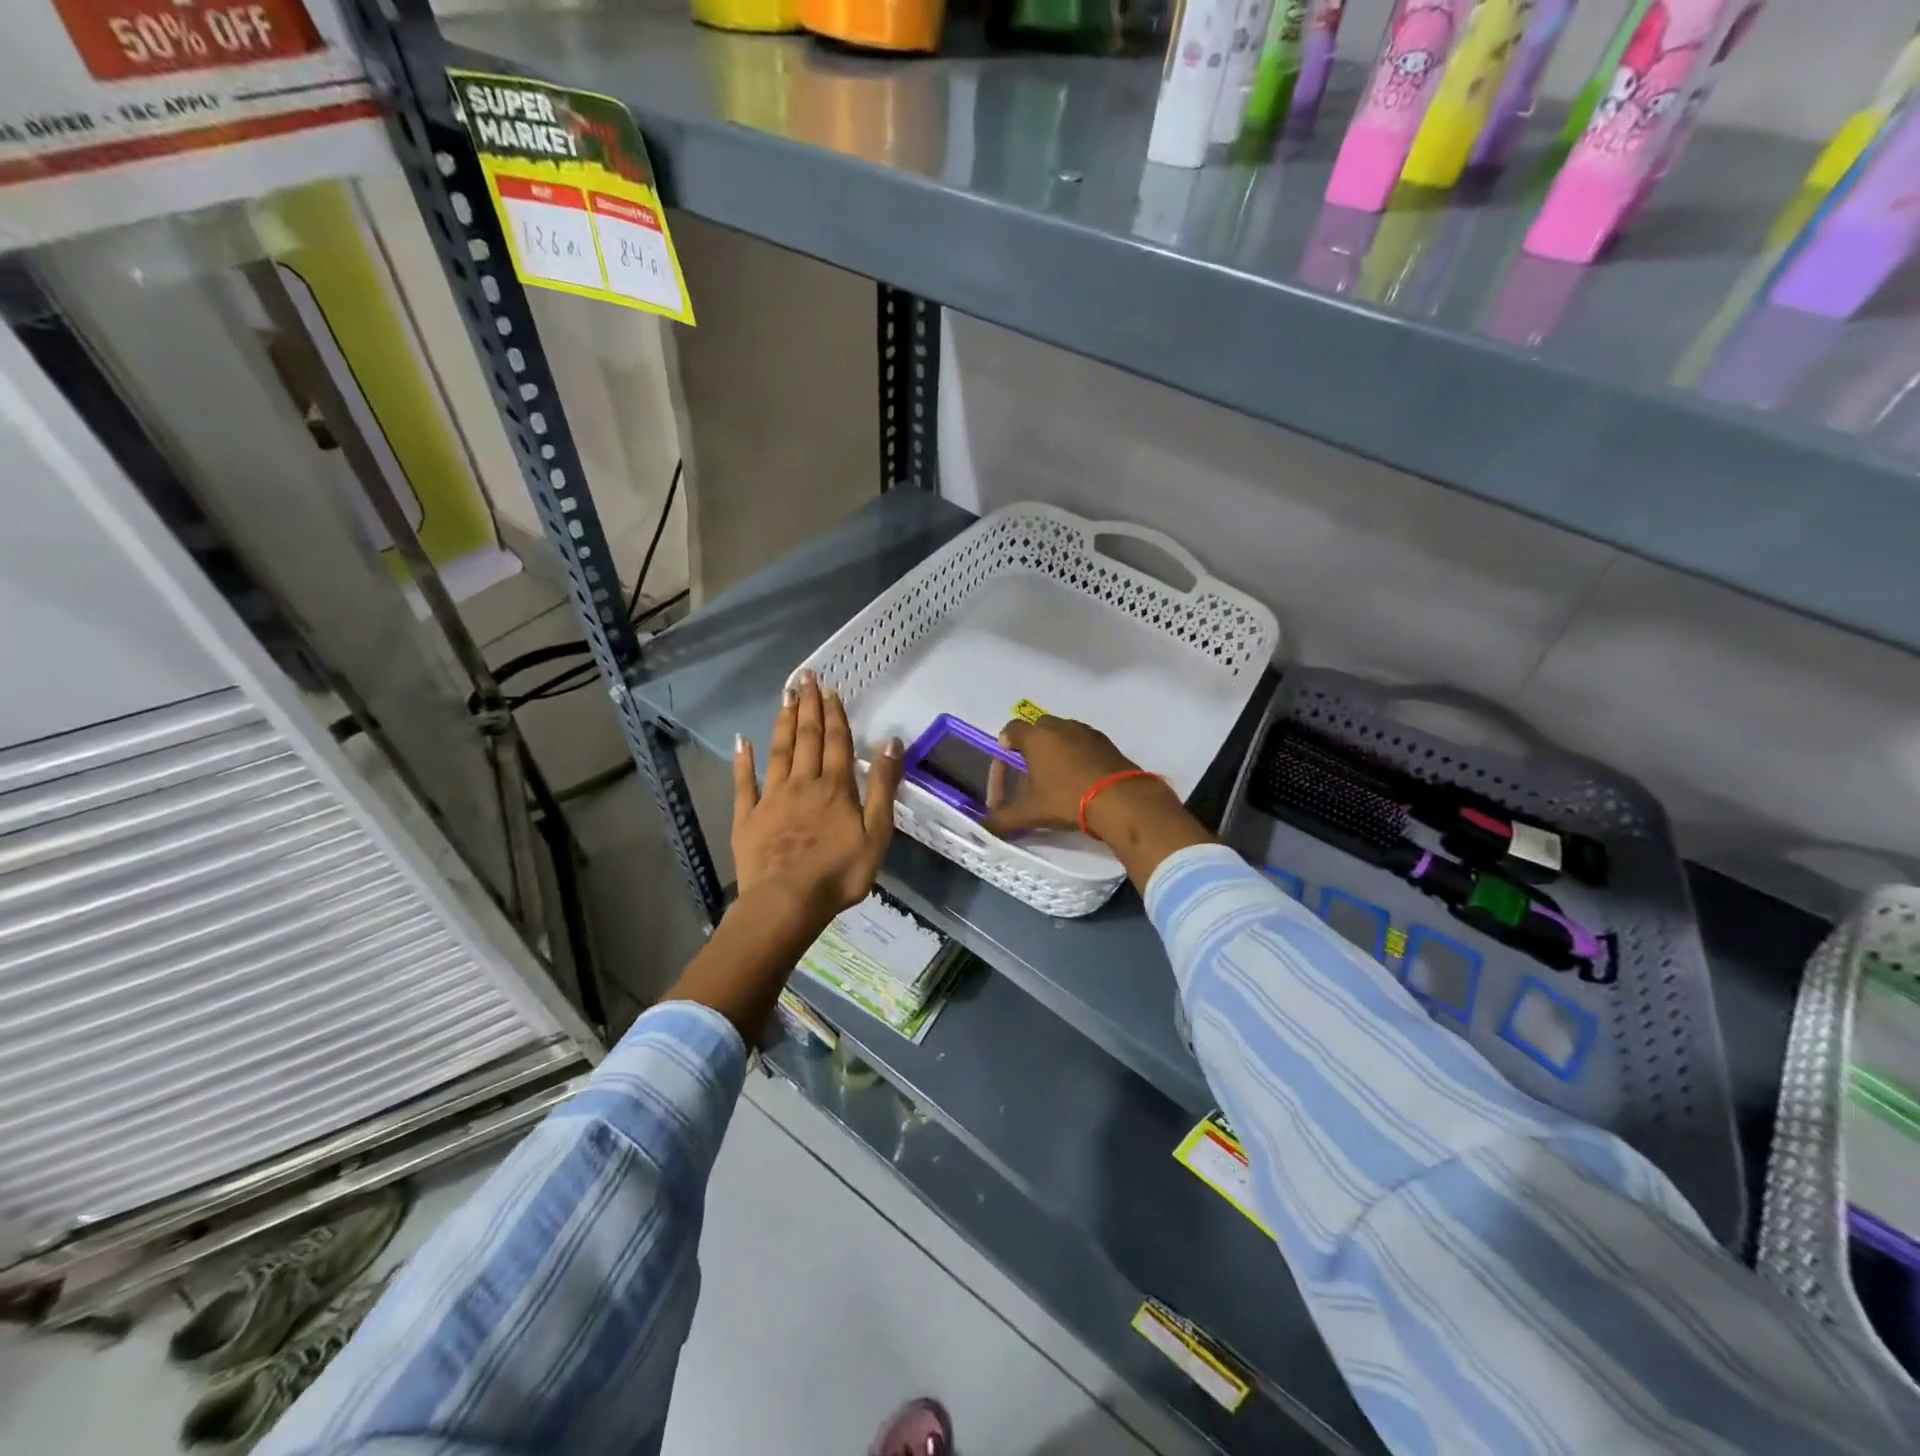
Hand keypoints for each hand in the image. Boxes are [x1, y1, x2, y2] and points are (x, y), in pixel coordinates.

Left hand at [732, 671, 903, 925]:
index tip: (830, 690)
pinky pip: (745, 783)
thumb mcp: (877, 832)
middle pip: (806, 738)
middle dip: (808, 707)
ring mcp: (772, 798)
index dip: (834, 715)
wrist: (787, 901)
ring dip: (783, 723)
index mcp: (835, 787)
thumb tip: (892, 742)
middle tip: (805, 678)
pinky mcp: (748, 817)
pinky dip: (743, 761)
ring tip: (784, 696)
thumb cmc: (839, 872)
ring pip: (778, 752)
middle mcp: (802, 783)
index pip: (836, 742)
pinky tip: (742, 741)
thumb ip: (883, 786)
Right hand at [985, 715, 1212, 889]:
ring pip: (1064, 734)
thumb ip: (1003, 820)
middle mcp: (1060, 726)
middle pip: (1039, 729)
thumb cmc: (1066, 799)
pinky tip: (1081, 780)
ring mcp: (1087, 732)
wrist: (1120, 800)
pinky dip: (1078, 756)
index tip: (1006, 763)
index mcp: (1036, 737)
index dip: (1004, 745)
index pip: (1011, 729)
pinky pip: (1085, 744)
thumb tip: (983, 828)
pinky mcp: (1108, 743)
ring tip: (1057, 778)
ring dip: (1057, 750)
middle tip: (1030, 772)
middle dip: (1032, 746)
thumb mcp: (1030, 813)